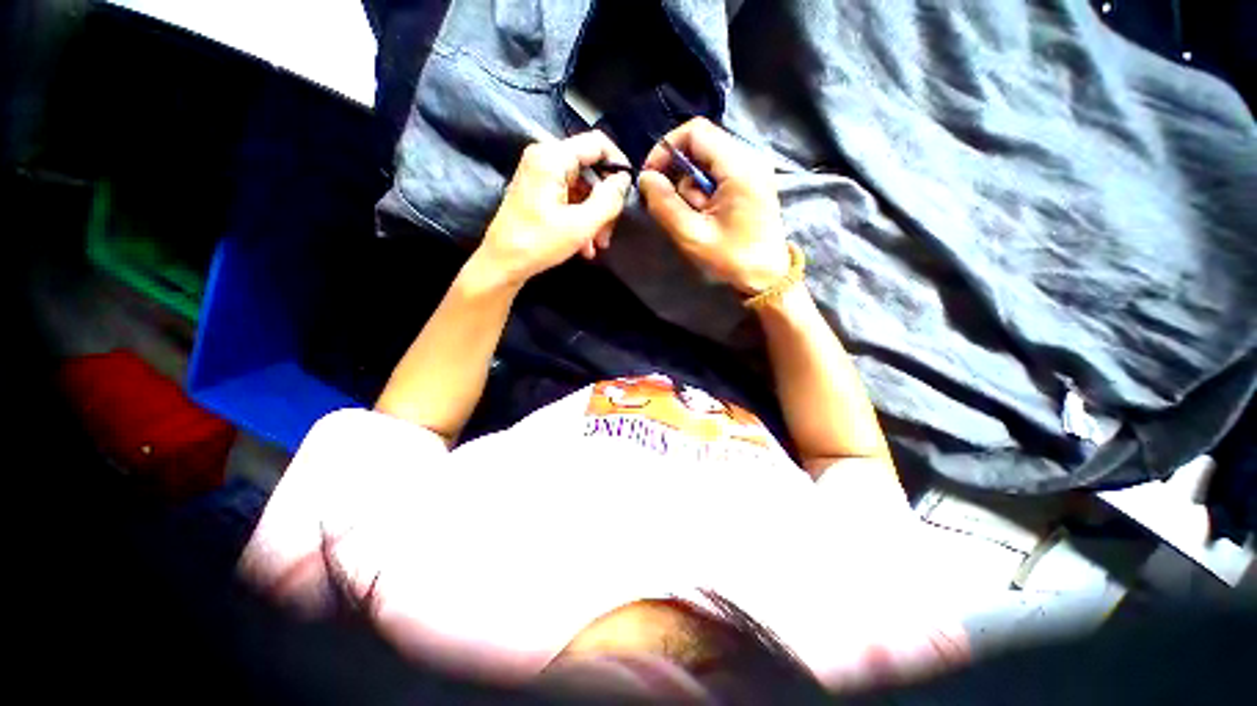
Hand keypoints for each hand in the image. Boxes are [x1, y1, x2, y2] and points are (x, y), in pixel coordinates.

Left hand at [476, 131, 631, 286]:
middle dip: (604, 203)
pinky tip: (585, 246)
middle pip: (590, 170)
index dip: (619, 164)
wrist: (502, 264)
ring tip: (598, 245)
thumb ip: (608, 199)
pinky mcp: (538, 192)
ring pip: (582, 188)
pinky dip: (580, 220)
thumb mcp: (581, 224)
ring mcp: (540, 175)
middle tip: (609, 232)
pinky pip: (568, 199)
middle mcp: (545, 158)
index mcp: (553, 157)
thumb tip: (625, 180)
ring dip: (594, 217)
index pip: (598, 143)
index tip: (629, 192)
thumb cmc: (539, 242)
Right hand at [637, 118, 788, 294]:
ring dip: (691, 188)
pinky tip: (706, 216)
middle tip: (674, 207)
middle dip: (679, 174)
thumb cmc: (732, 260)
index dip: (666, 149)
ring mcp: (752, 170)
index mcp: (739, 167)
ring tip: (697, 219)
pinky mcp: (750, 183)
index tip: (651, 177)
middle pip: (701, 146)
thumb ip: (665, 205)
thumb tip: (646, 178)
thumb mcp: (692, 236)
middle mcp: (749, 159)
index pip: (695, 132)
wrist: (767, 279)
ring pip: (707, 162)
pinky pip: (717, 175)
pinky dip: (703, 192)